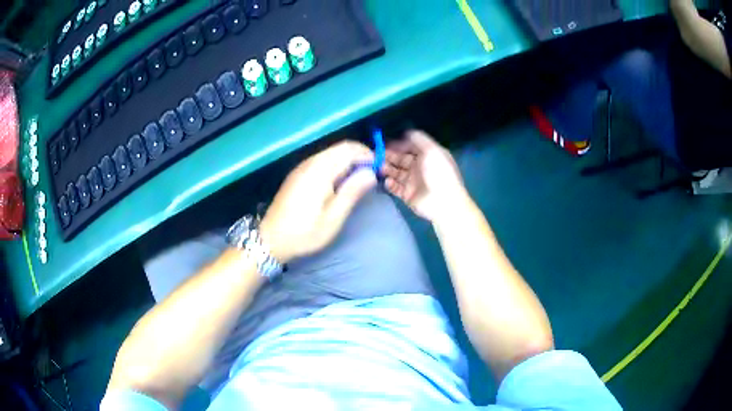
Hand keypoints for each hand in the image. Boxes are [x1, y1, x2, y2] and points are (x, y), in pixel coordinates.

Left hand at [259, 141, 376, 262]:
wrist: (270, 240)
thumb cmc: (304, 233)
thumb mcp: (333, 218)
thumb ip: (352, 192)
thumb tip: (371, 173)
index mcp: (319, 171)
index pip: (349, 149)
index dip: (367, 155)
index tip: (379, 170)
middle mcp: (310, 163)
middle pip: (340, 148)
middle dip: (359, 156)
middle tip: (371, 175)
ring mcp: (302, 167)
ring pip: (331, 153)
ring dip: (348, 160)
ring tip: (359, 179)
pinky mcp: (298, 174)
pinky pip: (322, 160)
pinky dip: (336, 165)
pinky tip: (340, 182)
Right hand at [382, 130, 468, 222]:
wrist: (444, 202)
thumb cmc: (440, 173)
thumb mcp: (433, 151)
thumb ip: (420, 140)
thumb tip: (407, 132)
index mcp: (427, 156)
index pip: (410, 147)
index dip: (399, 145)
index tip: (387, 144)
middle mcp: (419, 167)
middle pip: (400, 159)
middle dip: (389, 157)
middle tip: (377, 156)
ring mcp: (413, 182)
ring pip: (396, 173)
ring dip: (387, 169)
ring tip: (380, 168)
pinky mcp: (407, 195)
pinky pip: (395, 187)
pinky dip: (390, 184)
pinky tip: (388, 181)